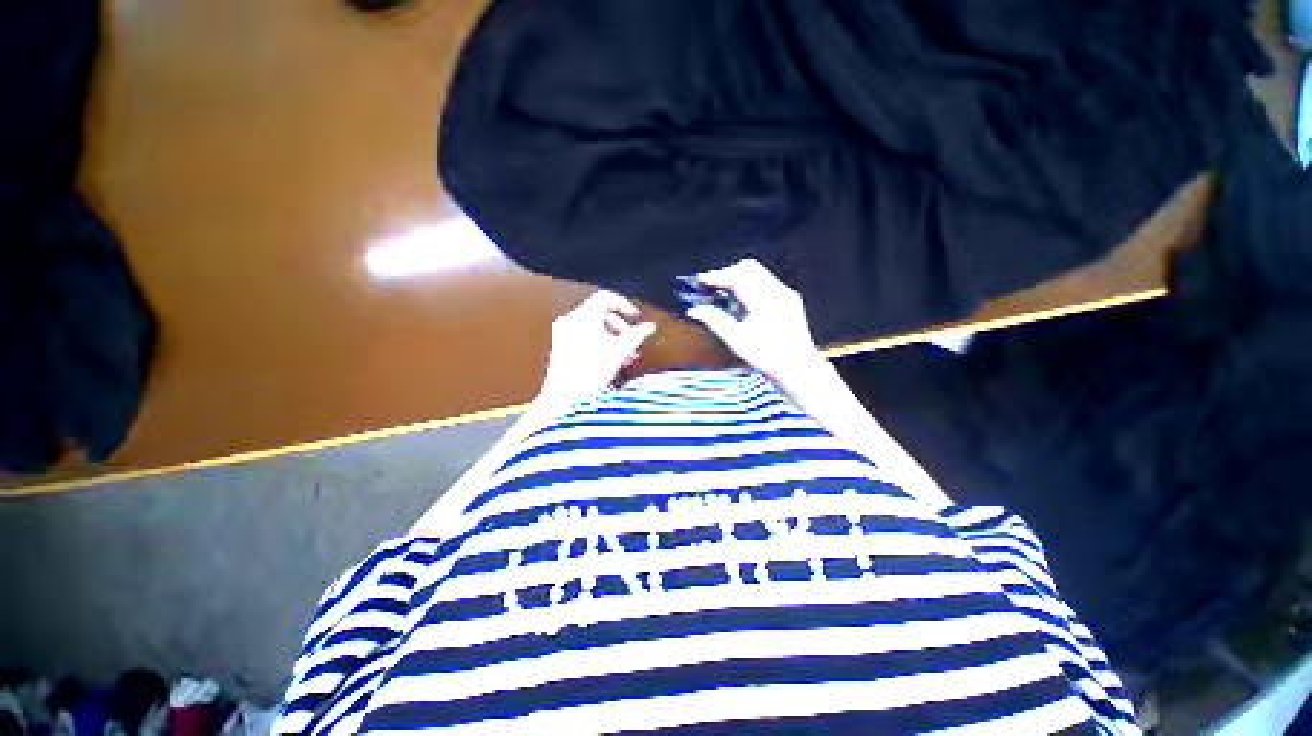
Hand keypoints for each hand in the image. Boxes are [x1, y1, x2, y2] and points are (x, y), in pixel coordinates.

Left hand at [537, 291, 656, 411]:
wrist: (564, 396)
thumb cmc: (588, 374)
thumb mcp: (619, 351)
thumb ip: (636, 335)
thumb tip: (649, 327)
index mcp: (584, 317)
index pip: (606, 297)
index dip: (624, 304)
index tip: (634, 316)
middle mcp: (571, 321)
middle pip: (600, 313)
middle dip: (620, 326)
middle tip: (631, 340)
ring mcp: (563, 333)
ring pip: (592, 326)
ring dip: (611, 337)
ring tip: (623, 355)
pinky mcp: (561, 346)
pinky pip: (583, 336)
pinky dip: (598, 342)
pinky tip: (609, 359)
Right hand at [686, 258, 827, 385]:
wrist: (798, 369)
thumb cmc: (767, 358)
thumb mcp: (736, 341)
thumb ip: (714, 321)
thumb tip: (693, 310)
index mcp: (765, 302)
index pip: (739, 277)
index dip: (718, 276)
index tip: (701, 281)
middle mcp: (778, 292)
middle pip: (748, 268)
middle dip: (728, 274)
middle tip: (711, 288)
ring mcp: (786, 294)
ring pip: (758, 273)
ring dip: (738, 279)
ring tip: (725, 297)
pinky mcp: (789, 298)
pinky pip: (766, 282)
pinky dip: (750, 286)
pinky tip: (742, 304)